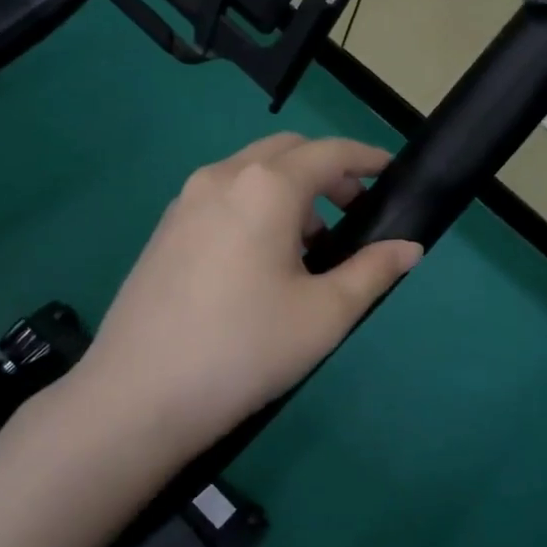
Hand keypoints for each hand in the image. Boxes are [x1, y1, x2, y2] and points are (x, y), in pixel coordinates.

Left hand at [76, 133, 421, 456]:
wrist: (138, 396)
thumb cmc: (244, 350)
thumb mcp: (324, 315)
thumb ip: (372, 271)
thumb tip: (409, 248)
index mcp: (264, 187)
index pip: (328, 152)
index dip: (366, 157)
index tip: (390, 172)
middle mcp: (221, 178)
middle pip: (285, 151)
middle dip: (326, 170)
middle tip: (354, 210)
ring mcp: (185, 201)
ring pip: (250, 172)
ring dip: (289, 188)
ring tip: (310, 245)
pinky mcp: (164, 229)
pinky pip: (222, 196)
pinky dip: (255, 205)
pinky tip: (261, 260)